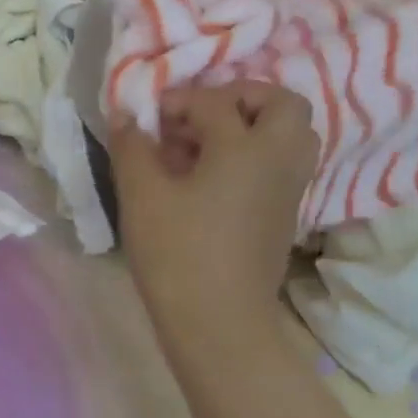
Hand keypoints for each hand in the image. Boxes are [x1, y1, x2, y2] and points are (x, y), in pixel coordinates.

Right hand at [109, 81, 317, 347]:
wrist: (217, 319)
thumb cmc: (176, 252)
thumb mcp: (141, 195)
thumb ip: (132, 147)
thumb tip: (127, 114)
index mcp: (245, 147)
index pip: (214, 102)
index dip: (177, 101)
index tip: (147, 119)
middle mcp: (278, 159)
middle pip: (281, 104)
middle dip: (240, 98)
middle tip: (199, 116)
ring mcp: (289, 188)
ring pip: (291, 135)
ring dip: (254, 126)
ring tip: (208, 145)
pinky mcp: (285, 214)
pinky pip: (282, 164)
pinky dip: (256, 155)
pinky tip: (214, 178)